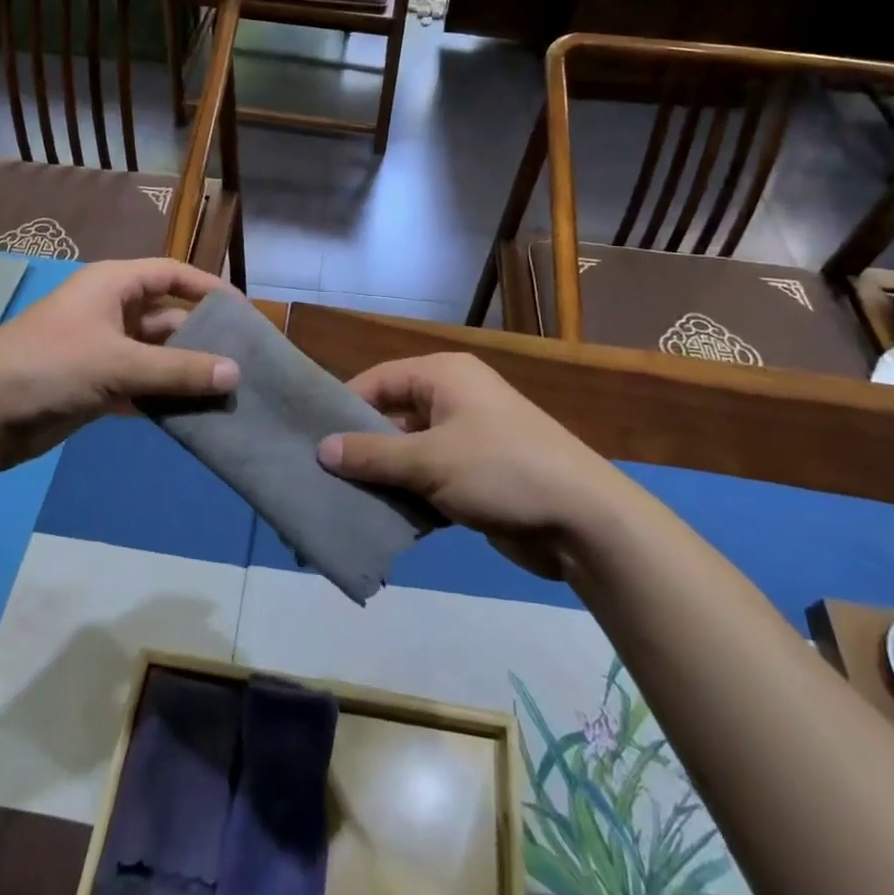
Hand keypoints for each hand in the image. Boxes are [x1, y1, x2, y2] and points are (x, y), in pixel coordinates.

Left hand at [0, 259, 239, 470]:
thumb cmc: (51, 366)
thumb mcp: (119, 363)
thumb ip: (178, 370)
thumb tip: (236, 373)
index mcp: (113, 285)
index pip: (172, 275)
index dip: (208, 288)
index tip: (243, 312)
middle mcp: (110, 311)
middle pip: (168, 317)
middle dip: (202, 338)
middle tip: (242, 361)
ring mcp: (102, 349)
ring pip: (156, 355)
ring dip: (185, 372)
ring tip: (227, 391)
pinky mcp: (95, 385)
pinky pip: (141, 385)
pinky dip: (163, 397)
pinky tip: (193, 415)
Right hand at [319, 353, 612, 577]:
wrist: (582, 518)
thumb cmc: (501, 469)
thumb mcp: (430, 460)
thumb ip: (373, 455)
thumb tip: (321, 449)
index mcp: (444, 376)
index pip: (379, 380)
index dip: (345, 405)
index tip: (311, 436)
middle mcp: (453, 398)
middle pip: (393, 415)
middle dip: (361, 446)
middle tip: (320, 473)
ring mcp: (467, 438)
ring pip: (409, 451)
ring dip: (383, 476)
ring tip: (341, 499)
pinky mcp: (476, 476)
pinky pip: (429, 478)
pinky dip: (408, 495)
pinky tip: (380, 519)